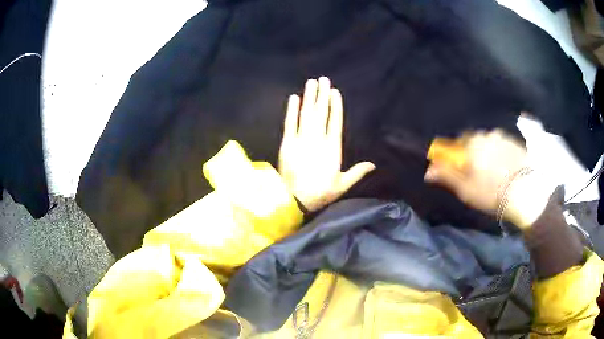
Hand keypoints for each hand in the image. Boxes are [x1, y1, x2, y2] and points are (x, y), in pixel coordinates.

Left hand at [278, 77, 374, 211]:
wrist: (294, 200)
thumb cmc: (321, 193)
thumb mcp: (342, 184)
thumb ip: (357, 172)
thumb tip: (373, 164)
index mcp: (332, 148)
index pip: (335, 121)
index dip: (335, 106)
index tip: (335, 92)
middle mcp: (317, 139)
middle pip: (321, 113)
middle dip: (322, 95)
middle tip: (324, 79)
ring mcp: (301, 140)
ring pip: (306, 114)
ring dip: (309, 97)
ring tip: (312, 82)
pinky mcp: (286, 143)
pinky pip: (289, 123)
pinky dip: (291, 110)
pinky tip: (294, 98)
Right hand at [424, 130, 550, 228]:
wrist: (525, 191)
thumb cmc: (492, 192)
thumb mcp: (466, 189)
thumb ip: (448, 176)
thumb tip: (428, 171)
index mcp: (471, 144)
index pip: (458, 143)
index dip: (459, 156)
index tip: (463, 170)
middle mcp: (486, 135)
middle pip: (474, 141)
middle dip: (474, 153)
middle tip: (480, 173)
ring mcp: (502, 137)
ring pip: (489, 143)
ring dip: (489, 153)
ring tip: (496, 172)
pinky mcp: (515, 142)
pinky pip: (503, 145)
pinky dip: (501, 153)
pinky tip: (507, 168)